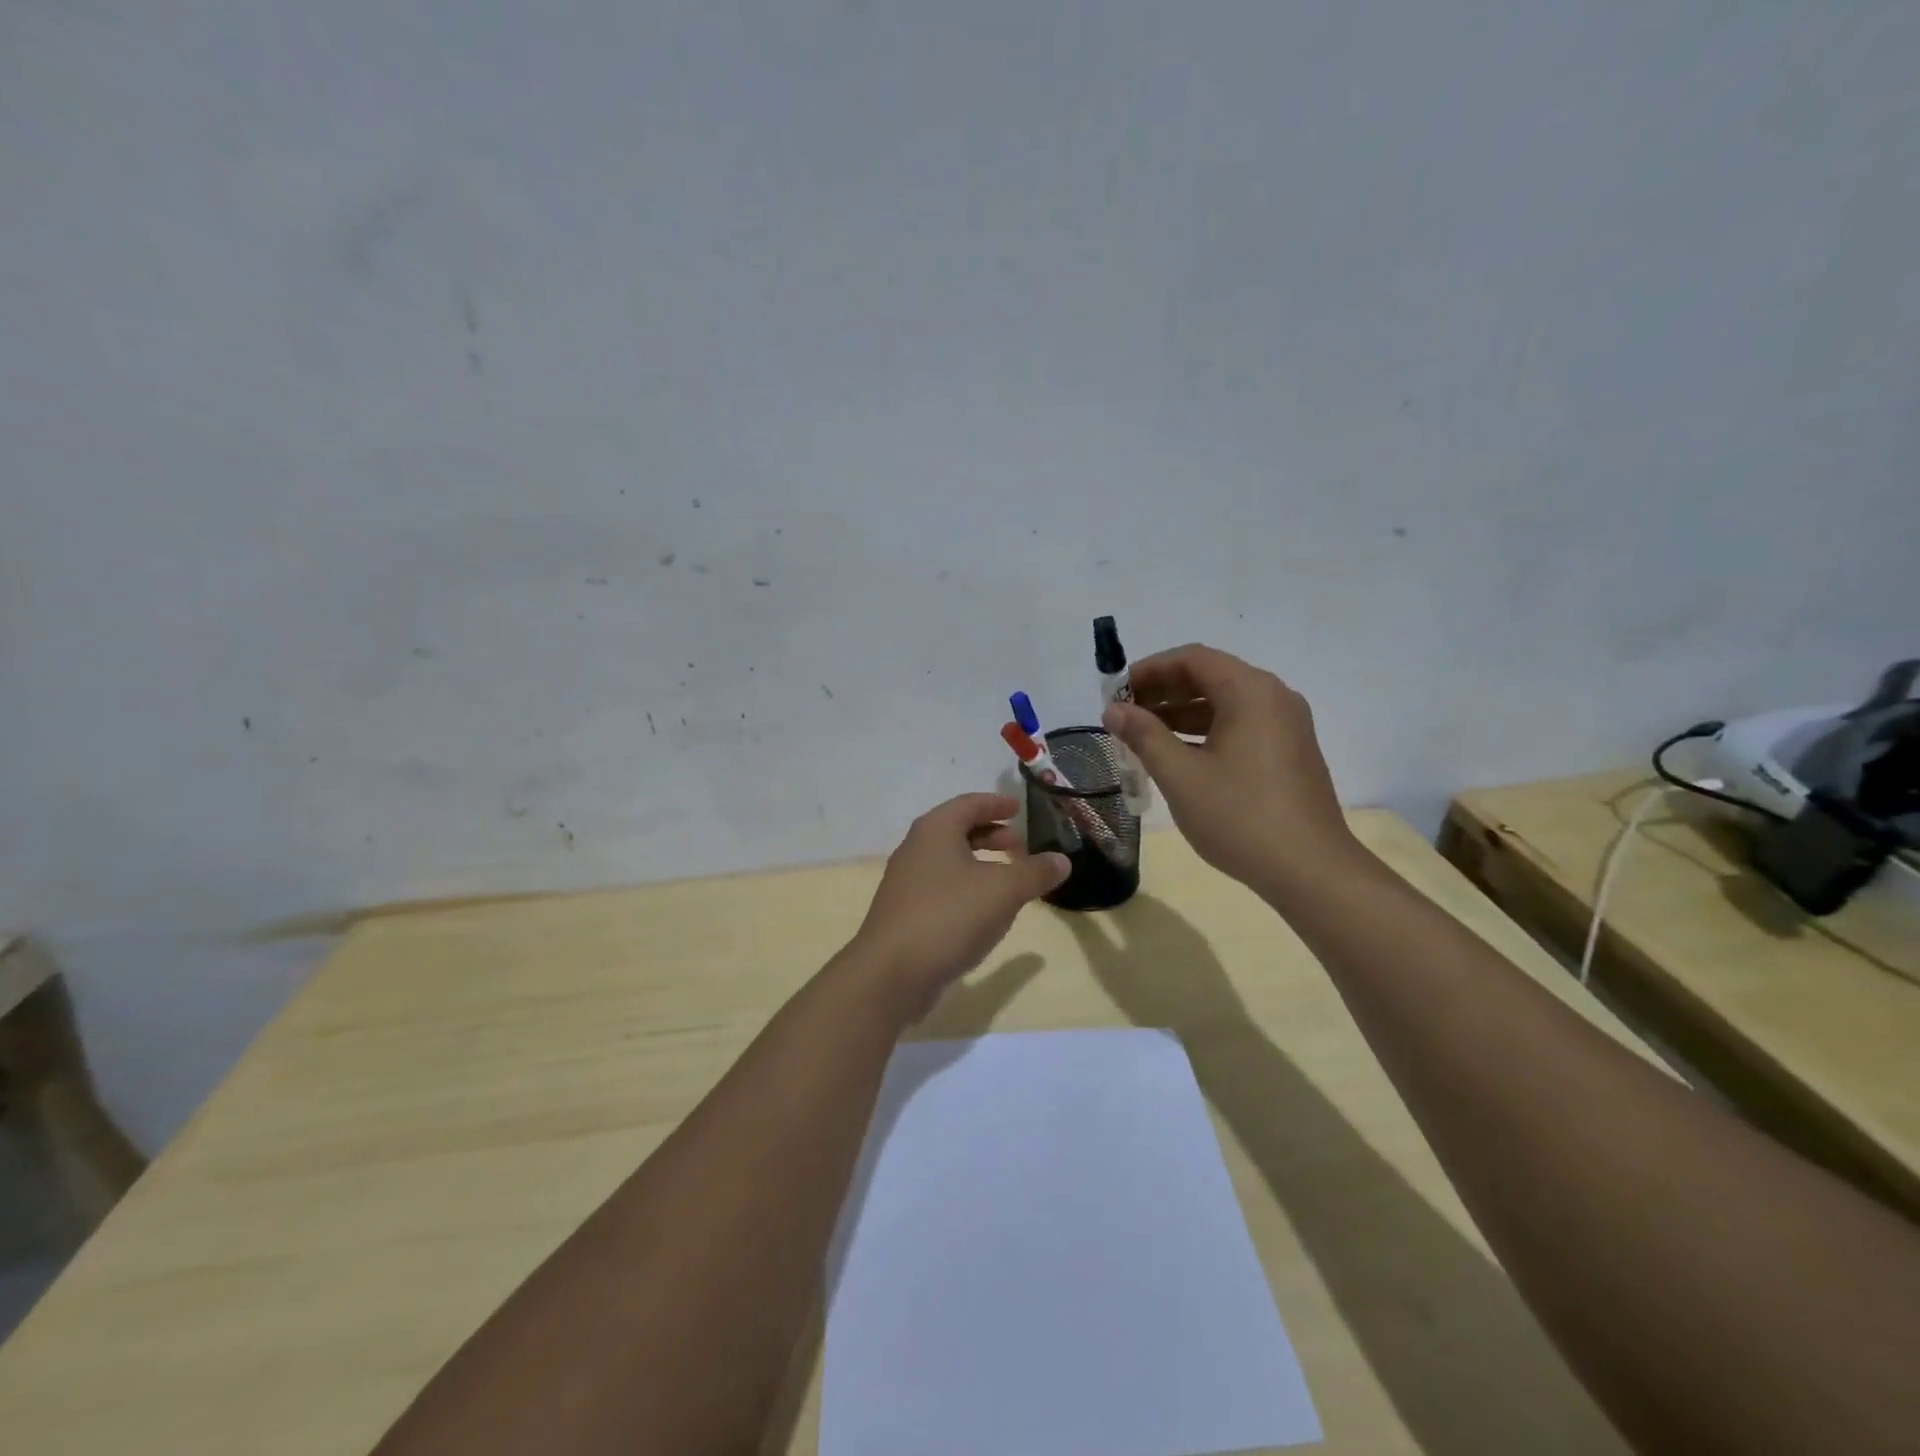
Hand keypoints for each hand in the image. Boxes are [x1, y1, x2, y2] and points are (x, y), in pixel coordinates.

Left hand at [847, 793, 1069, 1020]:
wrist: (891, 973)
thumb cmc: (949, 916)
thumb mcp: (1003, 891)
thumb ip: (1035, 872)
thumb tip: (1062, 861)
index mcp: (935, 831)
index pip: (969, 804)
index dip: (996, 804)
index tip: (1018, 808)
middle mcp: (916, 849)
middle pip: (957, 830)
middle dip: (990, 835)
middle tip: (1019, 845)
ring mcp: (906, 883)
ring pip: (949, 861)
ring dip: (979, 863)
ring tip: (1008, 879)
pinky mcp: (905, 913)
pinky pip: (941, 887)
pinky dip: (966, 887)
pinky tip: (984, 911)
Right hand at [1102, 644, 1365, 897]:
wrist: (1310, 871)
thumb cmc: (1240, 817)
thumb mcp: (1181, 775)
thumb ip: (1144, 736)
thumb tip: (1114, 710)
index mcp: (1250, 692)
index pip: (1192, 659)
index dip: (1149, 670)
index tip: (1116, 692)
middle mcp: (1273, 698)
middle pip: (1210, 676)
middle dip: (1163, 691)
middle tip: (1123, 714)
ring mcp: (1286, 725)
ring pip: (1224, 703)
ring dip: (1181, 712)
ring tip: (1141, 736)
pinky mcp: (1289, 751)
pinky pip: (1240, 725)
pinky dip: (1204, 731)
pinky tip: (1177, 755)